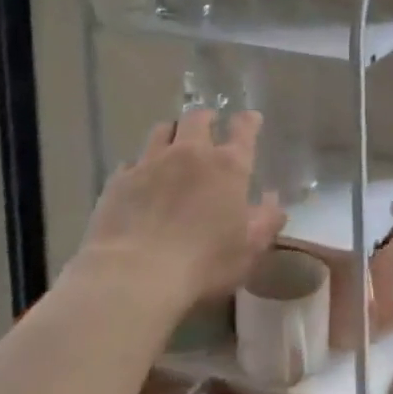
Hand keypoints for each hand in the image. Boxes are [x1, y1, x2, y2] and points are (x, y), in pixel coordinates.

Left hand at [82, 108, 286, 305]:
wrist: (134, 274)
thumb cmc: (203, 263)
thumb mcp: (250, 248)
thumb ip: (266, 219)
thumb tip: (272, 199)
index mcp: (228, 166)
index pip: (243, 129)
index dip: (248, 121)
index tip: (250, 118)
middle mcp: (190, 153)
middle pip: (197, 118)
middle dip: (205, 118)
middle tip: (209, 125)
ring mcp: (151, 162)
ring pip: (162, 130)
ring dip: (172, 133)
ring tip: (173, 144)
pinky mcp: (120, 179)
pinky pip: (132, 161)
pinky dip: (141, 165)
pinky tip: (140, 179)